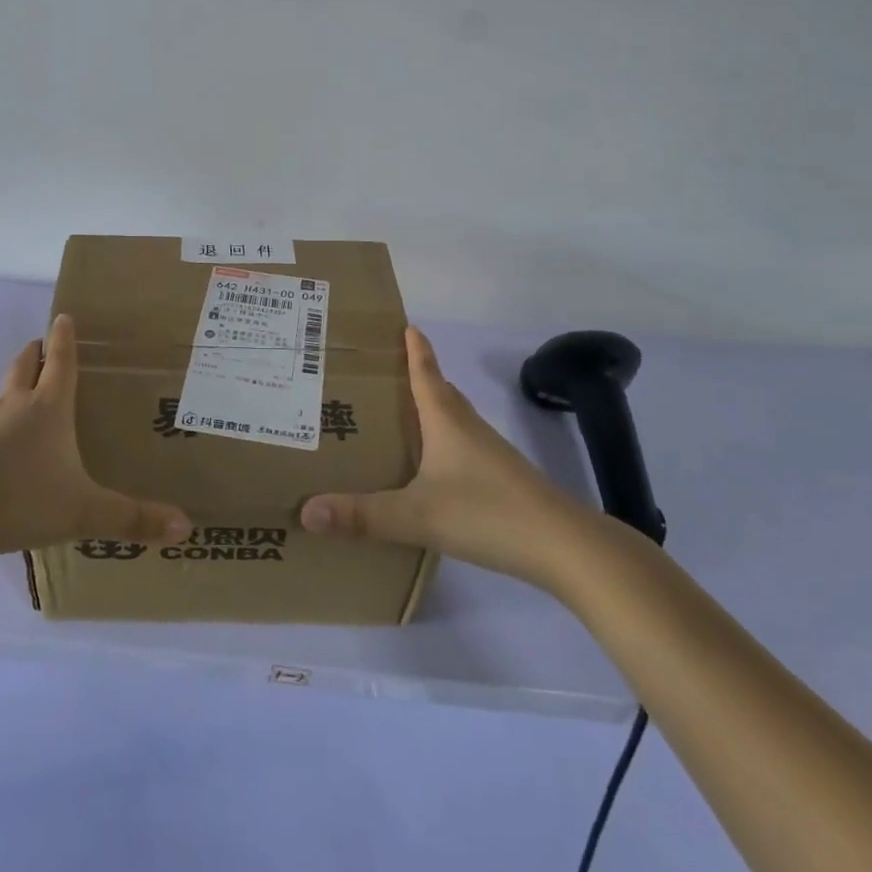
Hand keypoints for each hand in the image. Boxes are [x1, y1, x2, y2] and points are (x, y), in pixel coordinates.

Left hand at [0, 314, 192, 562]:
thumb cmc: (18, 499)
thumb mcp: (83, 512)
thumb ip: (132, 519)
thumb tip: (187, 527)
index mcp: (47, 408)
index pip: (59, 360)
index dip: (64, 337)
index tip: (64, 315)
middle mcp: (14, 407)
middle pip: (24, 364)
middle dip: (36, 352)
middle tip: (48, 347)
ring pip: (3, 393)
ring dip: (18, 386)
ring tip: (33, 397)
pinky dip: (2, 424)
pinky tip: (10, 452)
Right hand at [299, 326, 601, 589]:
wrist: (565, 546)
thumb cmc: (487, 513)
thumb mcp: (417, 515)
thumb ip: (362, 515)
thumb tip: (306, 510)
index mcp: (447, 422)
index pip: (426, 374)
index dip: (415, 350)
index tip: (406, 325)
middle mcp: (469, 429)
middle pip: (442, 393)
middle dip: (418, 378)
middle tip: (386, 373)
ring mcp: (491, 455)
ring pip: (455, 422)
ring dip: (432, 412)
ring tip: (403, 417)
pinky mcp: (504, 481)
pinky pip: (465, 449)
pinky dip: (445, 444)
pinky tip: (434, 469)